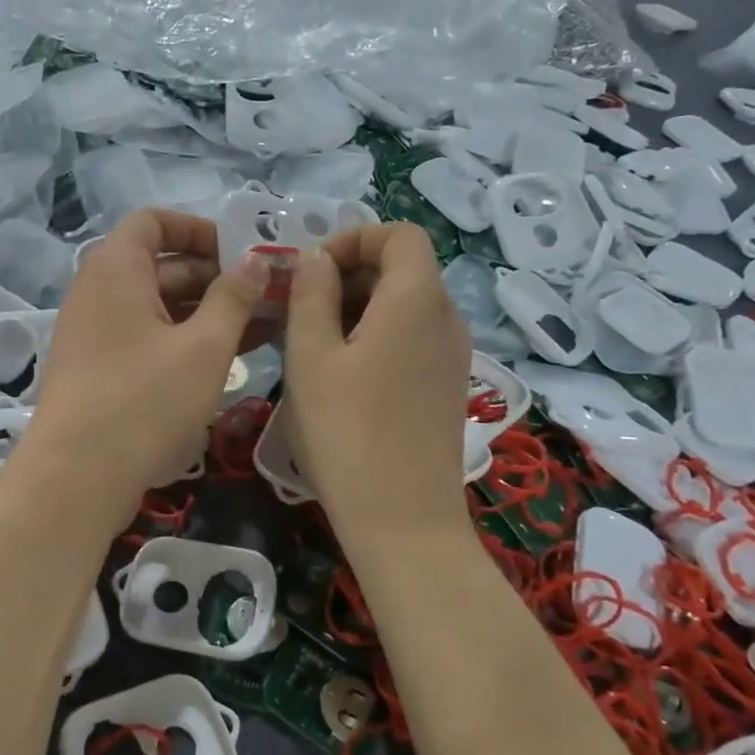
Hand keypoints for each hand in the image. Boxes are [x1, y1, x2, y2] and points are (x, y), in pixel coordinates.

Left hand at [25, 210, 272, 517]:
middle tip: (268, 297)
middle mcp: (98, 293)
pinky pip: (146, 339)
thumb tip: (256, 259)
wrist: (76, 477)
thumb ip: (234, 297)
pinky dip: (183, 341)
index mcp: (115, 269)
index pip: (154, 222)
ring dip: (206, 313)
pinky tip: (226, 360)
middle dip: (215, 277)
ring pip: (157, 307)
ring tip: (263, 329)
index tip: (242, 253)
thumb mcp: (204, 347)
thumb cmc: (145, 401)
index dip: (200, 229)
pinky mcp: (98, 371)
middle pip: (160, 265)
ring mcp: (94, 334)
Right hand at [282, 224, 473, 547]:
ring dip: (360, 308)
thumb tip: (316, 258)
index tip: (311, 270)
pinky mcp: (448, 387)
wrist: (403, 520)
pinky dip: (379, 337)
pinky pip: (414, 339)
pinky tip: (344, 376)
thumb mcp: (311, 357)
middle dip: (351, 274)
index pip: (400, 235)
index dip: (354, 238)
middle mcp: (447, 318)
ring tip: (314, 344)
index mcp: (416, 298)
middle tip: (301, 309)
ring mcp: (453, 356)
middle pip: (405, 268)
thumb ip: (311, 295)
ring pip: (407, 306)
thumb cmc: (347, 432)